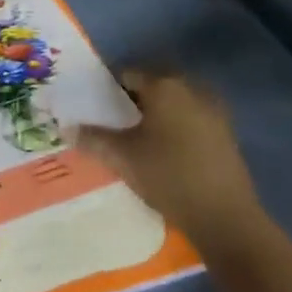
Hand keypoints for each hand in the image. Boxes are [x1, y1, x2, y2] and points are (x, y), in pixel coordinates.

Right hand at [76, 69, 260, 250]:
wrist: (225, 217)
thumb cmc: (168, 177)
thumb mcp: (122, 158)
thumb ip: (93, 139)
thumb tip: (66, 128)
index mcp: (163, 85)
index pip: (128, 73)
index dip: (110, 90)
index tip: (99, 110)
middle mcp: (190, 88)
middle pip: (153, 84)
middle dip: (134, 99)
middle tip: (117, 124)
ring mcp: (212, 108)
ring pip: (175, 101)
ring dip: (157, 112)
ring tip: (140, 138)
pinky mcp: (225, 131)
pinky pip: (192, 117)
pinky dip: (177, 126)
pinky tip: (167, 151)